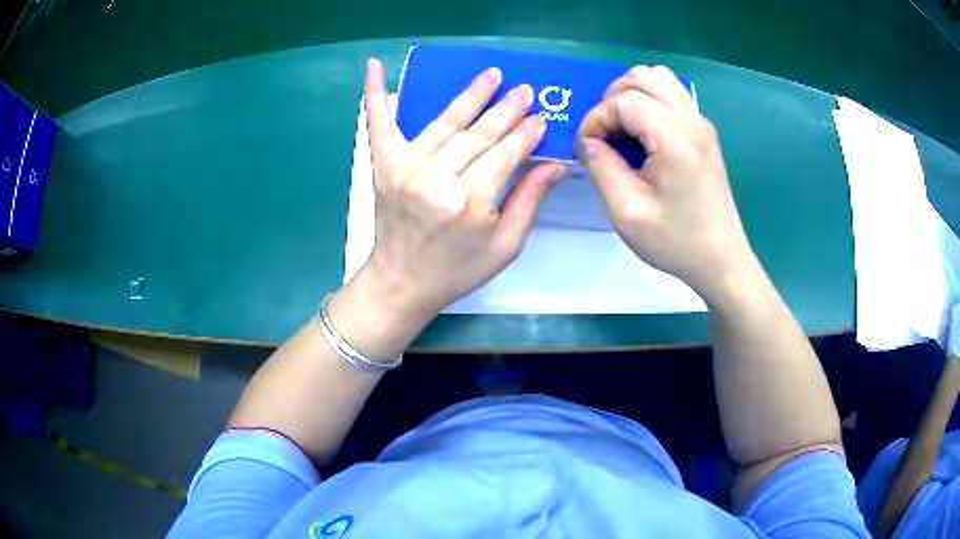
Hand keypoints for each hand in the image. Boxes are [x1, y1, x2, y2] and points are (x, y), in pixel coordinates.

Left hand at [357, 58, 564, 320]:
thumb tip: (557, 164)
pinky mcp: (383, 165)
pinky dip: (374, 94)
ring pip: (446, 123)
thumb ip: (529, 201)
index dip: (525, 134)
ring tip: (490, 75)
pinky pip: (379, 123)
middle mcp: (437, 178)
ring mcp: (406, 167)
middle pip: (479, 134)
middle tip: (525, 90)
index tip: (540, 119)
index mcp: (469, 202)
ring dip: (470, 96)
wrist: (401, 283)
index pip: (505, 154)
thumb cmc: (457, 271)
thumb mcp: (505, 246)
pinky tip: (374, 66)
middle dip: (506, 109)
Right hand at [577, 65, 755, 302]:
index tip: (586, 148)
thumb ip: (602, 168)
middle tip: (603, 135)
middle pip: (642, 77)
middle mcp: (691, 120)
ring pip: (658, 78)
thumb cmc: (676, 241)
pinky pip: (672, 94)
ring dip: (631, 94)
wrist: (721, 260)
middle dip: (611, 99)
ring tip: (621, 128)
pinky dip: (649, 100)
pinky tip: (644, 132)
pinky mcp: (704, 132)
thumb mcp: (627, 213)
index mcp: (675, 138)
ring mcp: (701, 123)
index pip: (624, 101)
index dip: (596, 118)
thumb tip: (587, 141)